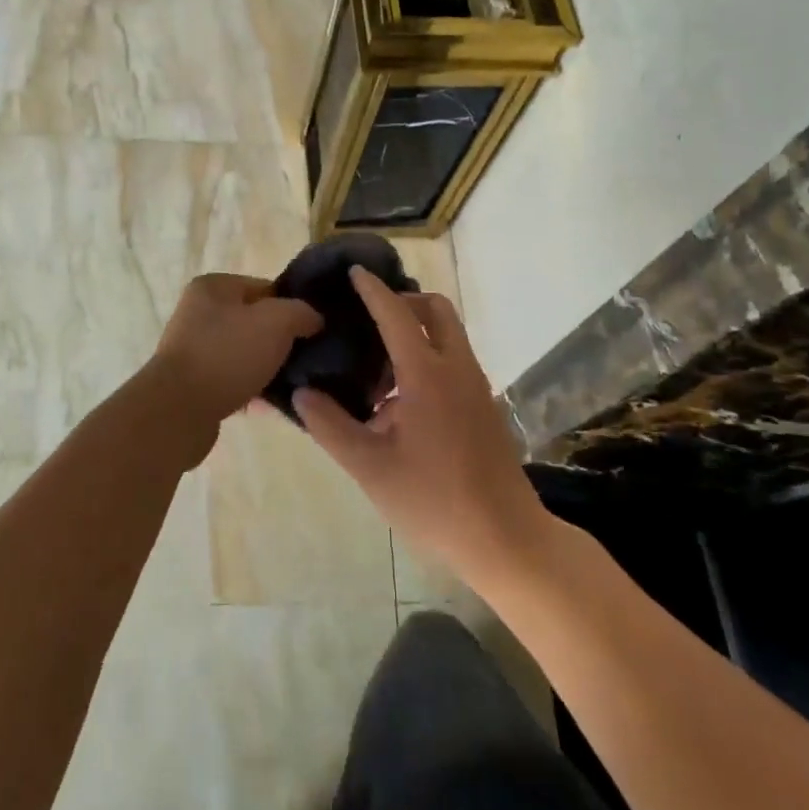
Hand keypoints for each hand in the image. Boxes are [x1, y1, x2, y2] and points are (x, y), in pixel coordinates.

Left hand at [145, 274, 321, 453]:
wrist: (177, 413)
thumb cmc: (227, 355)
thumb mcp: (276, 322)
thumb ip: (301, 312)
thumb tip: (313, 319)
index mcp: (213, 287)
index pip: (265, 288)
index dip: (292, 307)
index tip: (312, 331)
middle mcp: (198, 313)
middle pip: (255, 322)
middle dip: (281, 341)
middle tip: (306, 360)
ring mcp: (194, 349)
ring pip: (246, 354)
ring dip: (268, 369)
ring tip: (294, 386)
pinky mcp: (194, 383)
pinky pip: (234, 381)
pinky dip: (253, 390)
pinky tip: (273, 406)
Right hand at [295, 267, 548, 586]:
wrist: (506, 538)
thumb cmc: (434, 500)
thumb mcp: (370, 468)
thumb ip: (331, 427)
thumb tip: (302, 393)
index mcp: (427, 374)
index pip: (396, 314)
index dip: (373, 289)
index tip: (354, 271)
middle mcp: (456, 367)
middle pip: (435, 310)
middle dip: (403, 301)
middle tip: (368, 319)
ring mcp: (476, 385)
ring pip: (447, 334)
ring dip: (415, 332)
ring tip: (376, 368)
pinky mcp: (483, 405)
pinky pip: (453, 359)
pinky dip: (427, 356)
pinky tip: (399, 401)